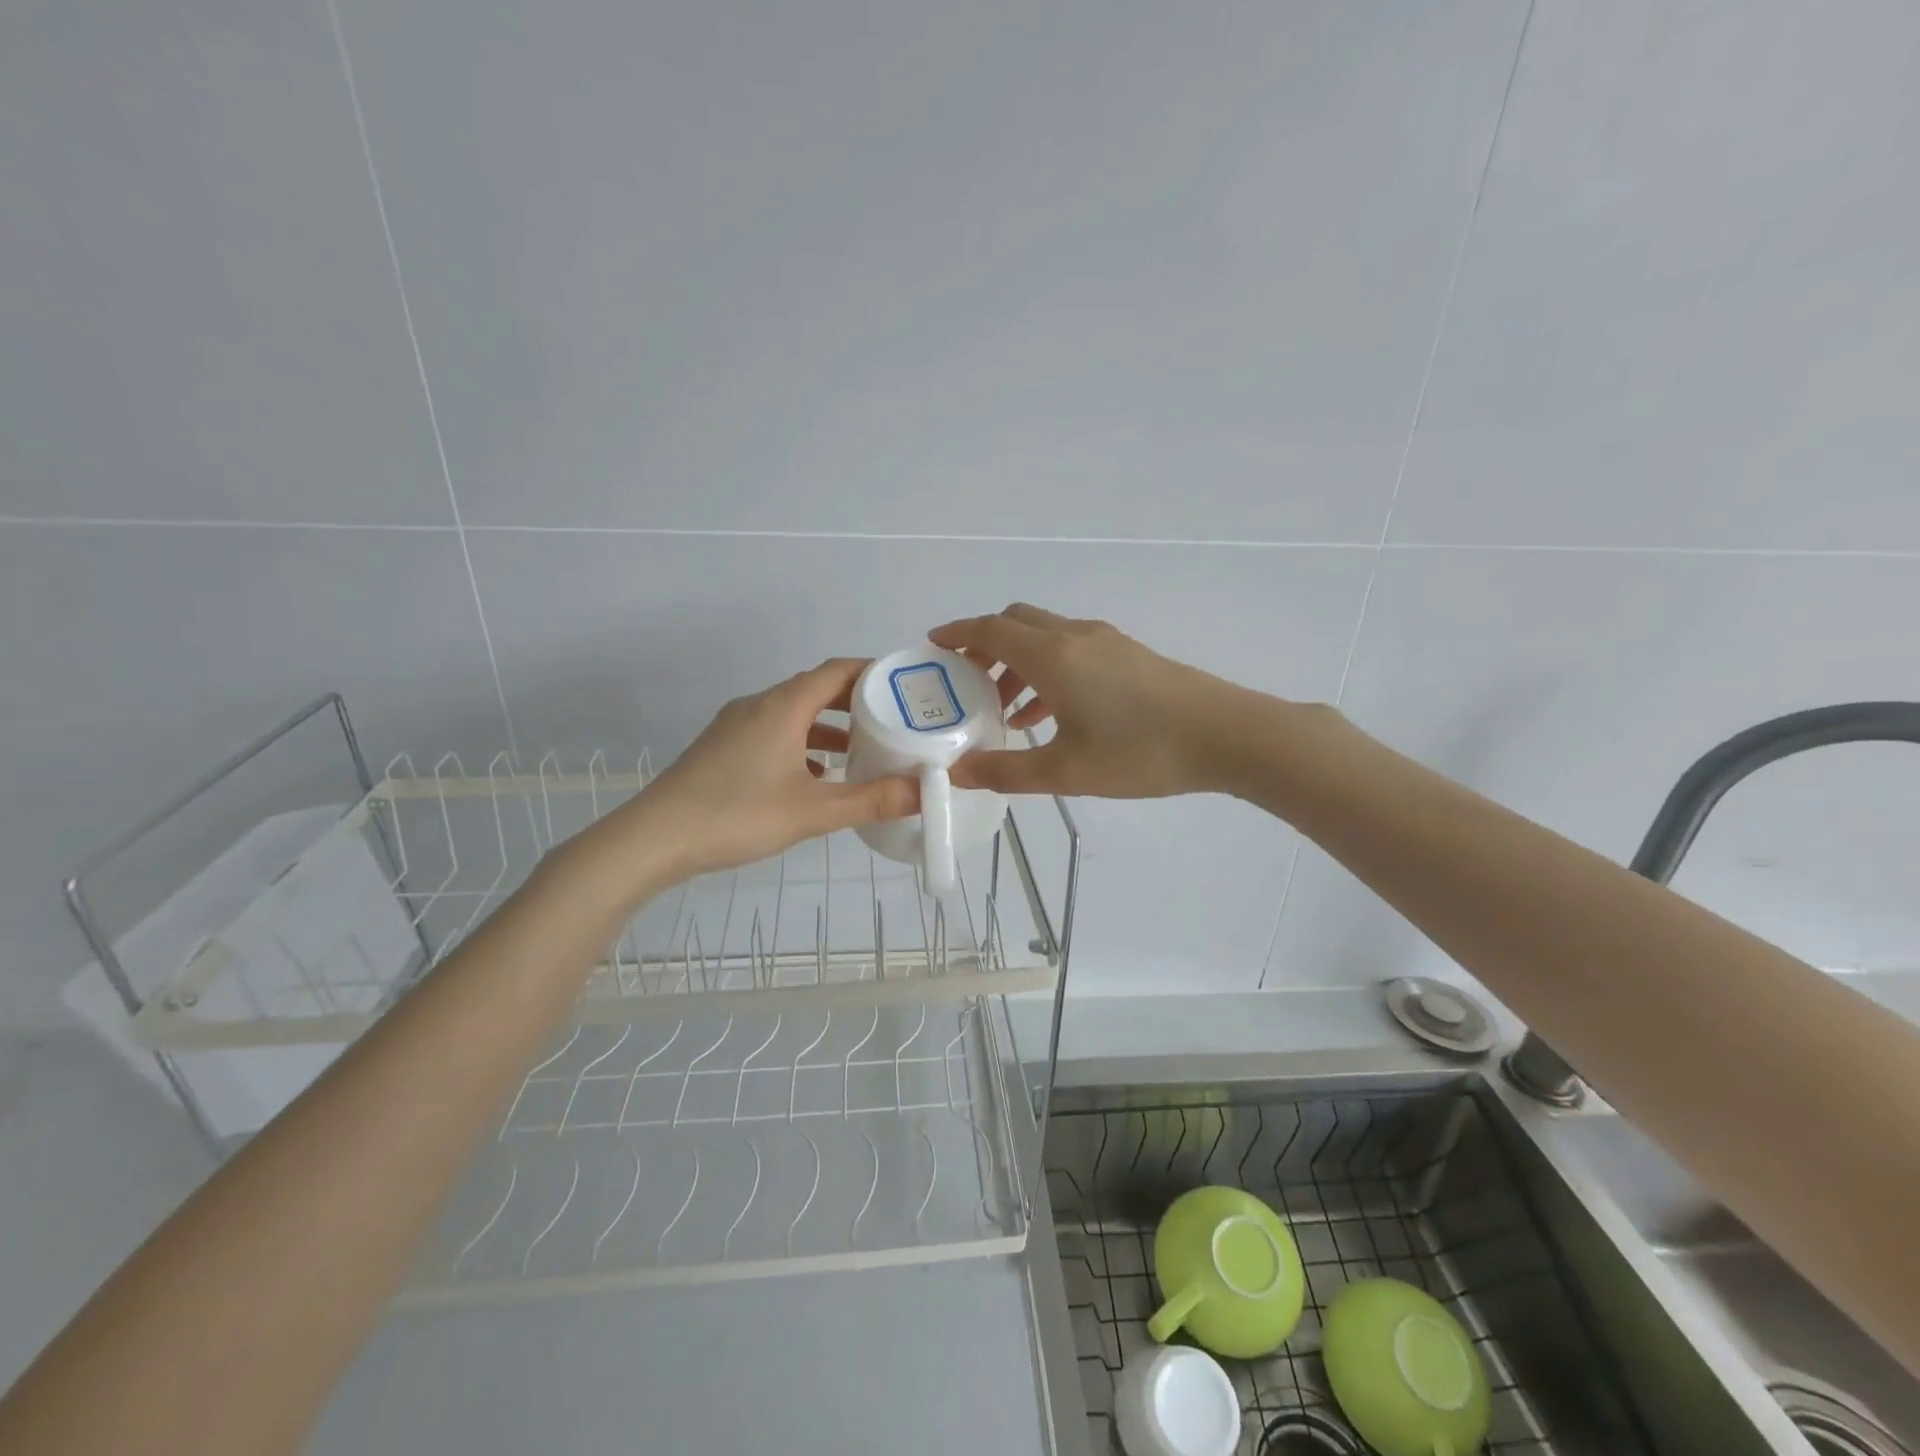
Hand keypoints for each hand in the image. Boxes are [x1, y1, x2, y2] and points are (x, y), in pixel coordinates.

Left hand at [613, 659, 917, 880]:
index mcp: (782, 707)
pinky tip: (814, 775)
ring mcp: (735, 726)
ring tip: (861, 749)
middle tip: (892, 719)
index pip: (836, 671)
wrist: (654, 838)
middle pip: (814, 688)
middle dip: (855, 702)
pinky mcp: (721, 748)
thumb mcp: (813, 812)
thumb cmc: (737, 815)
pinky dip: (801, 743)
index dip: (872, 673)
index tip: (904, 687)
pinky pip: (772, 732)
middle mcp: (758, 706)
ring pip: (792, 713)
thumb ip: (870, 800)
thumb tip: (923, 792)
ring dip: (827, 726)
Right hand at [929, 603, 1246, 797]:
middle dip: (985, 645)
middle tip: (966, 681)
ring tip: (1004, 711)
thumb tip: (957, 772)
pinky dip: (1047, 670)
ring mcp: (1105, 642)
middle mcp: (1074, 637)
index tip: (932, 645)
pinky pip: (1071, 650)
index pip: (990, 630)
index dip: (957, 634)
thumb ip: (1006, 772)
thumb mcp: (1065, 771)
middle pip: (1016, 623)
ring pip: (1045, 637)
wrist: (1226, 735)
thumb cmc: (1140, 752)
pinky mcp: (1128, 655)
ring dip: (1017, 662)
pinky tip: (1050, 714)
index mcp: (1052, 656)